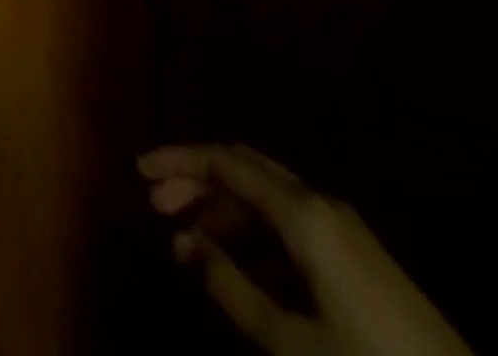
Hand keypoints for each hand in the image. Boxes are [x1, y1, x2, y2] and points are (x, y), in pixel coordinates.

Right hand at [139, 145, 473, 355]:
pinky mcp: (358, 256)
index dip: (179, 161)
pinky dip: (253, 227)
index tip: (139, 171)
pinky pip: (290, 219)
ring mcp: (344, 228)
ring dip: (223, 204)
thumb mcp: (291, 342)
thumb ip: (231, 287)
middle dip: (197, 178)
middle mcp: (320, 204)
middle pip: (244, 168)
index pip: (225, 162)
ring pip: (267, 193)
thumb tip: (184, 244)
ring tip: (189, 234)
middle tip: (156, 202)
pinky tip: (236, 257)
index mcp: (302, 213)